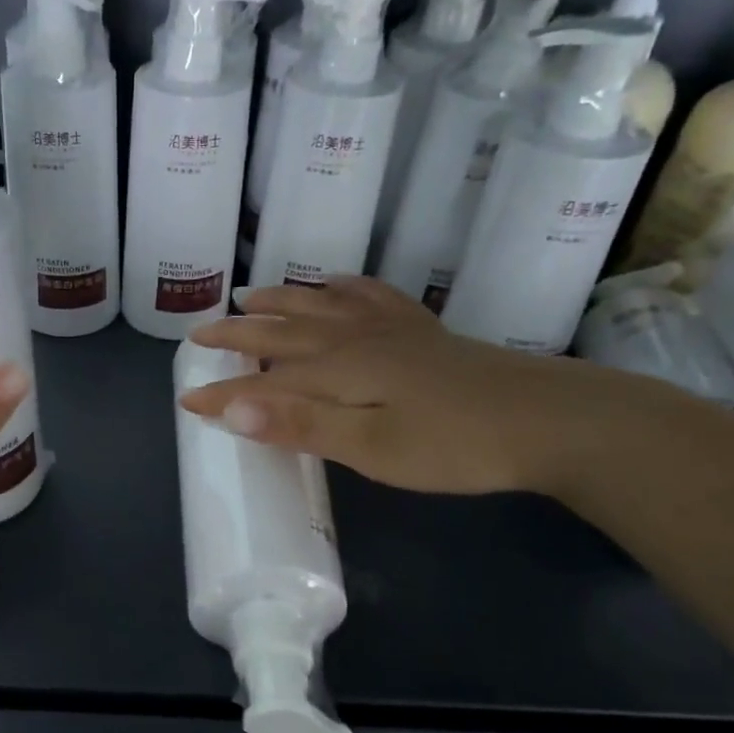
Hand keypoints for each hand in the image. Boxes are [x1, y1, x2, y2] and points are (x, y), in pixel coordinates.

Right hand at [180, 277, 618, 495]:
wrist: (548, 420)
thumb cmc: (454, 444)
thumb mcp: (373, 447)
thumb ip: (301, 425)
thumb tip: (231, 407)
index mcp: (338, 371)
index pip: (263, 383)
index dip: (223, 395)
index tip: (186, 402)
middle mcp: (354, 340)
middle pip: (283, 333)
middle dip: (237, 335)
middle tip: (199, 333)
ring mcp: (390, 330)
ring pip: (320, 307)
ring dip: (280, 302)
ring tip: (249, 297)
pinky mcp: (420, 332)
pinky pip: (370, 297)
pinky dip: (343, 289)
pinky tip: (335, 285)